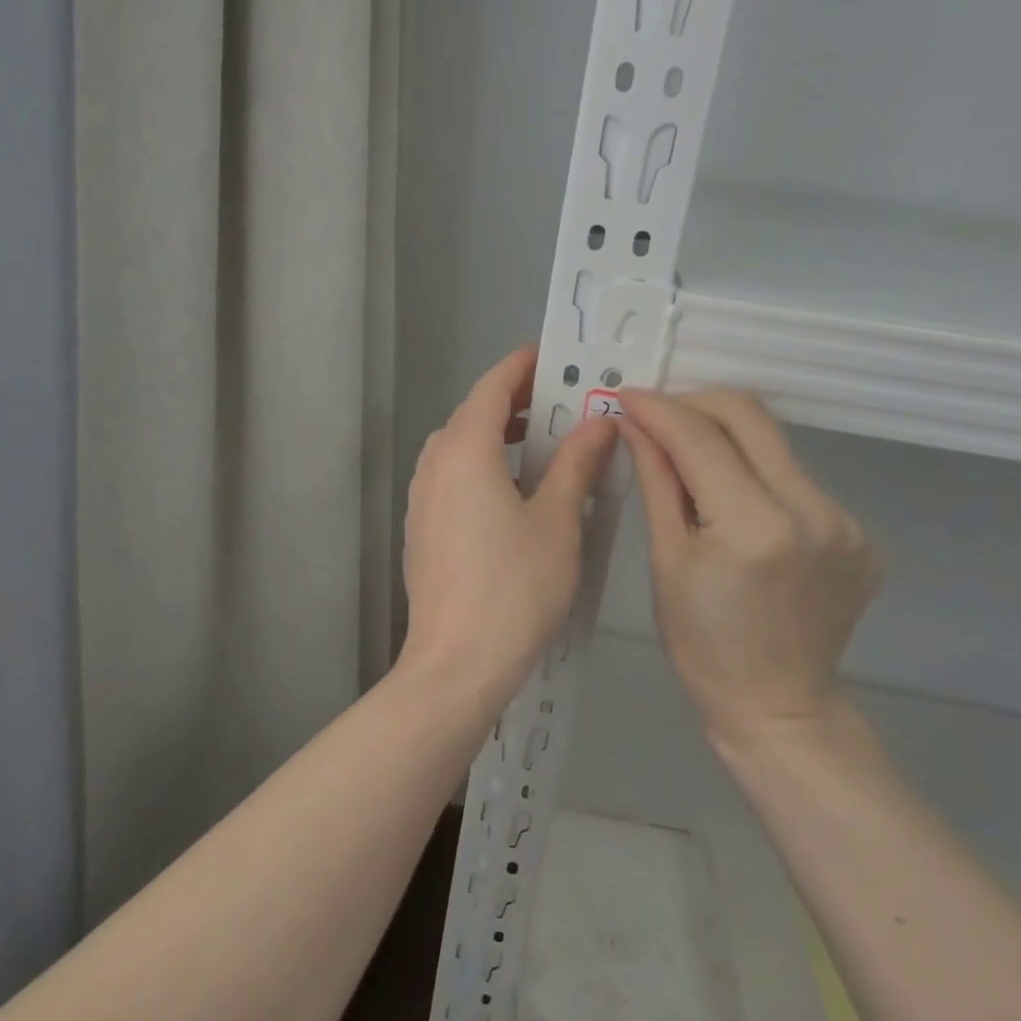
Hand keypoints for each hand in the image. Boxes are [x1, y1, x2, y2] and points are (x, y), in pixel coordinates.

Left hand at [399, 346, 617, 708]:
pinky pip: (450, 478)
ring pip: (458, 448)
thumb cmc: (514, 587)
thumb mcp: (558, 520)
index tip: (553, 357)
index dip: (522, 366)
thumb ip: (576, 463)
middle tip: (558, 405)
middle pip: (471, 414)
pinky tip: (510, 495)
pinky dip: (480, 467)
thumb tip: (600, 421)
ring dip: (494, 436)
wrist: (456, 663)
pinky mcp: (420, 529)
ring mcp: (421, 499)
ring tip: (538, 447)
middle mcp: (434, 465)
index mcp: (465, 450)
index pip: (492, 386)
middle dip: (513, 402)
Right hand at [620, 388, 880, 752]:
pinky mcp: (859, 532)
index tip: (625, 395)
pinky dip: (755, 473)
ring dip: (725, 438)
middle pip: (750, 417)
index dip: (658, 408)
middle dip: (695, 404)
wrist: (779, 707)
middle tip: (655, 417)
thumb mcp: (666, 560)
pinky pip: (795, 478)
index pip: (701, 437)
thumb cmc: (702, 644)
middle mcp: (813, 511)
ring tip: (686, 459)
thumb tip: (635, 422)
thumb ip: (657, 480)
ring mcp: (845, 521)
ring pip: (774, 444)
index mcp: (755, 526)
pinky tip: (731, 499)